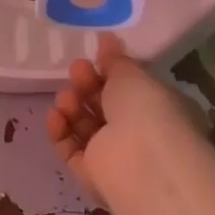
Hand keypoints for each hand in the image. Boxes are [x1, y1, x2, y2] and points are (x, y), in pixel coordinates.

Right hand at [48, 36, 214, 214]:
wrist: (140, 164)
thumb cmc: (147, 112)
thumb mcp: (132, 76)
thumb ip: (116, 60)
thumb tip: (107, 39)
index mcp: (159, 110)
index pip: (130, 90)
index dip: (110, 73)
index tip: (92, 58)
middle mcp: (139, 134)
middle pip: (104, 107)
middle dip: (87, 86)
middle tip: (75, 71)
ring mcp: (114, 156)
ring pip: (85, 127)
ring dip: (72, 107)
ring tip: (66, 98)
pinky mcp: (91, 175)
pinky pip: (71, 150)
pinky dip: (61, 132)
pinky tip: (55, 116)